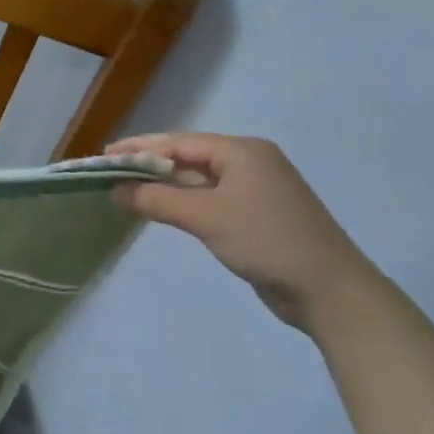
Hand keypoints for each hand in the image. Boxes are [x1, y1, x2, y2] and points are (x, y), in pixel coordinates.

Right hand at [109, 133, 381, 330]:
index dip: (139, 148)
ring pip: (199, 179)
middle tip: (110, 171)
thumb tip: (115, 189)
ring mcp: (256, 189)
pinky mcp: (258, 214)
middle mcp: (250, 162)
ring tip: (127, 188)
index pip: (178, 142)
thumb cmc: (266, 241)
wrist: (329, 291)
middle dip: (149, 163)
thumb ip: (156, 199)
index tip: (104, 156)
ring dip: (164, 183)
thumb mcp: (205, 217)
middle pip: (188, 156)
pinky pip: (210, 198)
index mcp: (242, 151)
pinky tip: (163, 207)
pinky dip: (184, 200)